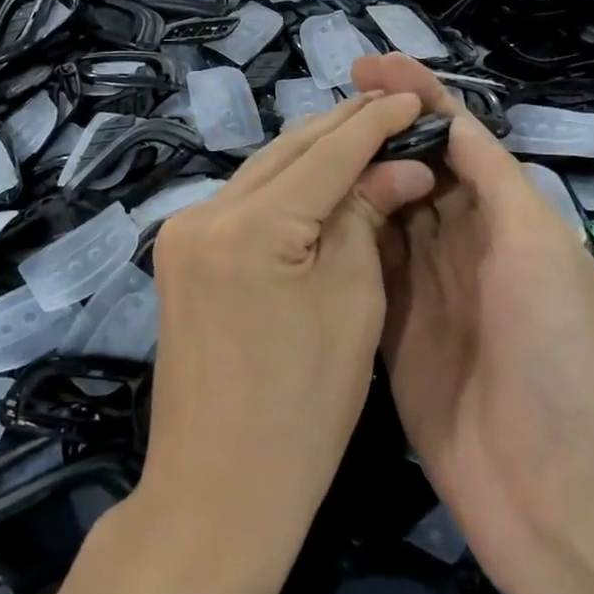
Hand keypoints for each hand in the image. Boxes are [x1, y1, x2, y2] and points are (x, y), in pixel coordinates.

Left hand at [143, 91, 434, 564]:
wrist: (216, 494)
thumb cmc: (302, 412)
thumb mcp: (352, 304)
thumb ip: (366, 218)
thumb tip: (400, 166)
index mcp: (250, 226)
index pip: (327, 153)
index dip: (374, 123)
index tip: (413, 99)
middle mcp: (203, 212)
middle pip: (287, 152)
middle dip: (343, 128)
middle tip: (393, 108)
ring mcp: (183, 232)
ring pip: (262, 172)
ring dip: (313, 154)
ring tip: (365, 133)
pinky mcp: (180, 254)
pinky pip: (243, 202)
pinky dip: (285, 187)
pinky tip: (319, 178)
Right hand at [350, 55, 593, 593]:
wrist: (549, 485)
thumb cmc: (554, 349)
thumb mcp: (536, 244)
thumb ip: (492, 178)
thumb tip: (449, 116)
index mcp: (506, 216)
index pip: (456, 138)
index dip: (417, 97)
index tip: (370, 63)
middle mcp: (464, 242)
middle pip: (415, 168)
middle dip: (378, 130)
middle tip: (325, 102)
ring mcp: (425, 286)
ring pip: (383, 212)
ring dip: (355, 175)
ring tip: (308, 141)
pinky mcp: (391, 326)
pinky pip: (363, 267)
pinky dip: (341, 234)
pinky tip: (308, 208)